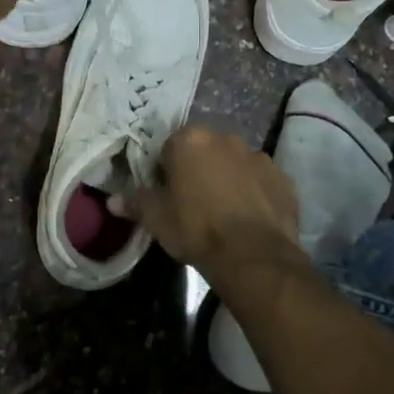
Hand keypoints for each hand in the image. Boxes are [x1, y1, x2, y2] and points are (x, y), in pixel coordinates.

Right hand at [135, 126, 301, 271]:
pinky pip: (260, 180)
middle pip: (204, 150)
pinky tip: (248, 217)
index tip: (167, 194)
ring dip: (227, 178)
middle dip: (198, 169)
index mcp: (190, 141)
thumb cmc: (197, 229)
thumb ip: (135, 203)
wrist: (253, 255)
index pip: (169, 147)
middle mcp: (225, 138)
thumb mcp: (157, 219)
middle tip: (193, 202)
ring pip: (234, 163)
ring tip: (224, 212)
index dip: (166, 171)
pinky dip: (254, 191)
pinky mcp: (282, 177)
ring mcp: (257, 156)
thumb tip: (112, 201)